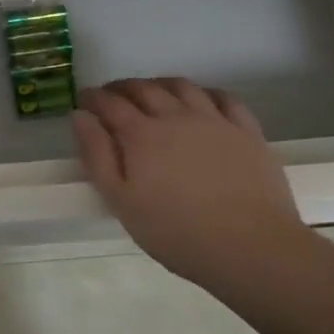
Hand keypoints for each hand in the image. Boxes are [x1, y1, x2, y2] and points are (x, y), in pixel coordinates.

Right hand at [73, 78, 307, 287]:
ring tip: (153, 94)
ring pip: (182, 86)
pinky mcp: (247, 131)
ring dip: (160, 84)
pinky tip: (202, 101)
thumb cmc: (177, 232)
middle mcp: (175, 116)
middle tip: (112, 97)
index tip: (83, 100)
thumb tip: (80, 116)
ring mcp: (214, 120)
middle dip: (121, 88)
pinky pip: (224, 97)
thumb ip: (97, 155)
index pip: (109, 103)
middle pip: (143, 88)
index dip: (92, 97)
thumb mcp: (121, 202)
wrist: (252, 249)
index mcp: (141, 134)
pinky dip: (205, 92)